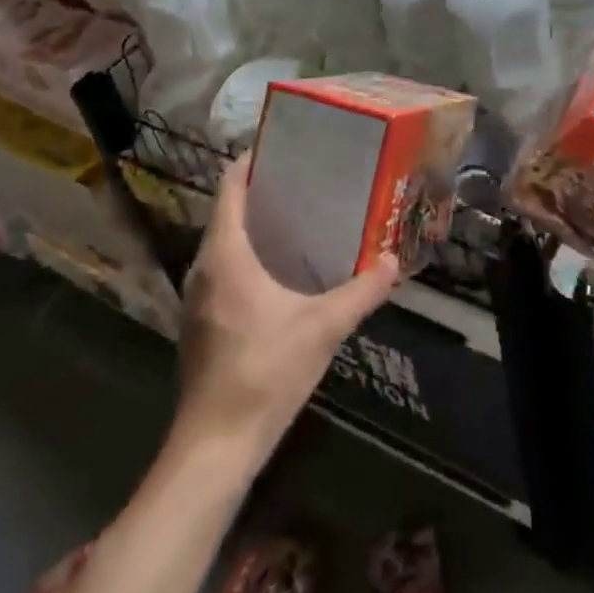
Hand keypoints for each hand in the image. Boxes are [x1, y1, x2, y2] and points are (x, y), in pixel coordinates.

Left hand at [175, 154, 398, 449]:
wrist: (214, 447)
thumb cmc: (264, 373)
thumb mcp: (323, 327)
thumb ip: (362, 290)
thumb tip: (395, 259)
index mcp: (225, 256)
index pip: (229, 190)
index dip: (251, 162)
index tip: (284, 145)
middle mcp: (204, 270)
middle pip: (227, 214)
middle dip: (262, 192)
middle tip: (307, 177)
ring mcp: (198, 300)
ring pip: (224, 244)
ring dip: (255, 226)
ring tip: (300, 216)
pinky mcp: (202, 324)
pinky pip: (224, 271)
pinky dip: (249, 256)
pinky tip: (283, 269)